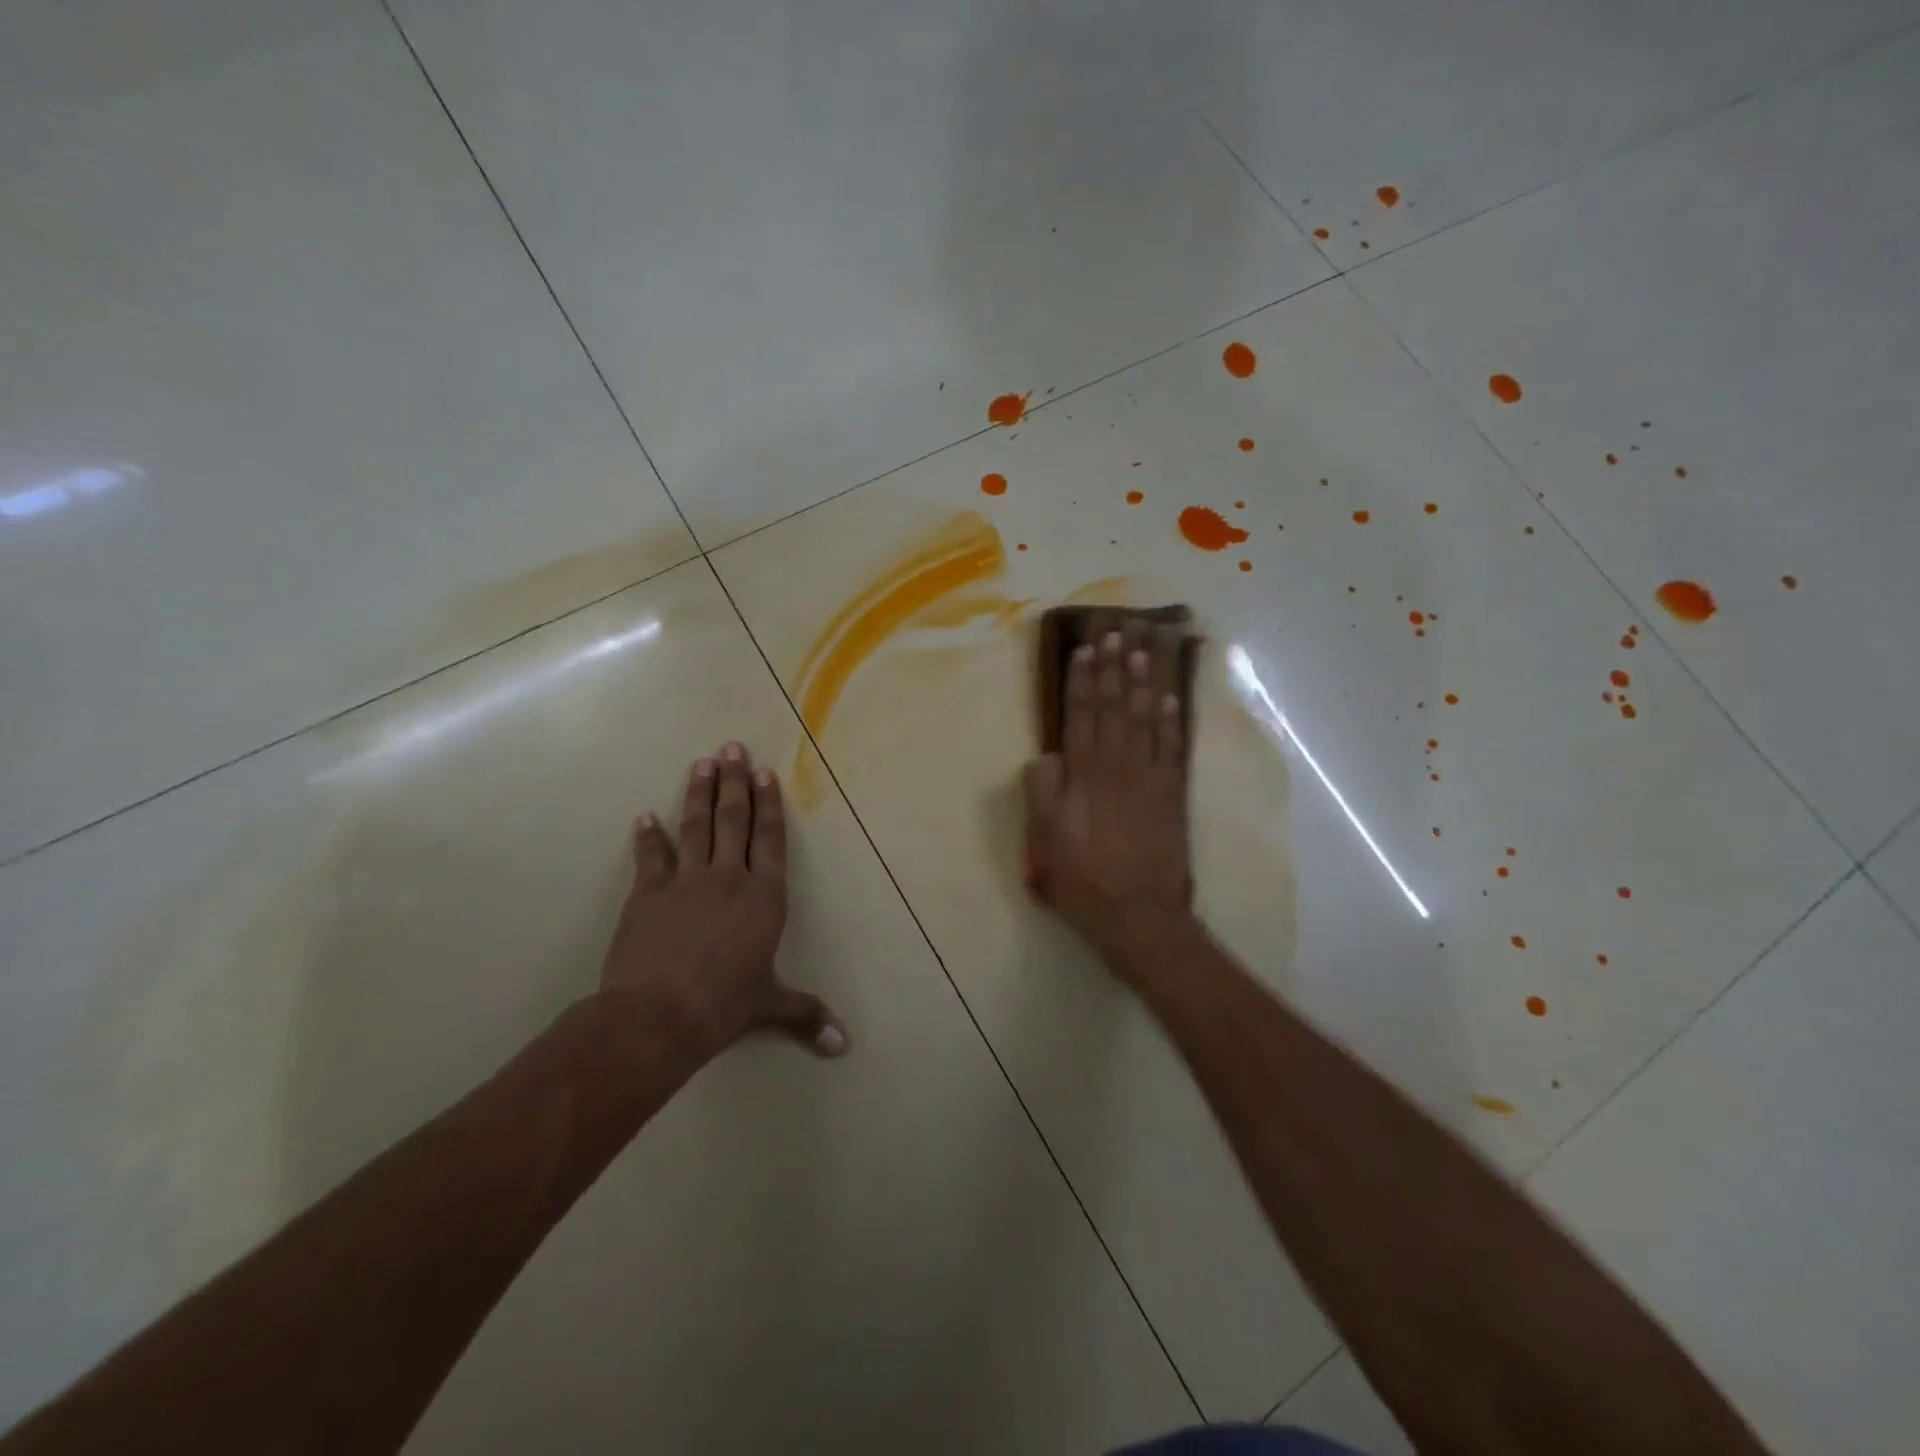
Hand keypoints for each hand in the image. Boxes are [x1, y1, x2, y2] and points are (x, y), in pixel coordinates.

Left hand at [599, 742, 847, 1060]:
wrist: (658, 1014)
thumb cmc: (724, 1005)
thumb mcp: (770, 1006)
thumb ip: (807, 1015)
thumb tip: (844, 1046)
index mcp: (765, 897)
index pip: (771, 839)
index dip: (769, 804)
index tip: (764, 773)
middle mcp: (730, 878)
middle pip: (734, 820)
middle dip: (735, 782)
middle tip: (733, 748)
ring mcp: (687, 881)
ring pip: (697, 826)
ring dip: (699, 792)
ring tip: (702, 762)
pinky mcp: (649, 892)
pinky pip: (651, 856)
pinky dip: (649, 836)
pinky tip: (646, 816)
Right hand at [1022, 630, 1193, 972]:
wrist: (1138, 913)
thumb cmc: (1082, 878)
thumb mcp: (1042, 839)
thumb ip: (1041, 791)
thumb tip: (1047, 755)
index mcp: (1083, 774)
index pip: (1081, 715)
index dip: (1083, 681)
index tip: (1086, 649)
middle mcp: (1118, 765)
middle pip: (1115, 707)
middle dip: (1114, 668)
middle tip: (1117, 631)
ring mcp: (1149, 777)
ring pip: (1145, 718)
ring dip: (1143, 682)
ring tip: (1143, 649)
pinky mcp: (1172, 794)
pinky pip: (1172, 747)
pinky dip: (1171, 719)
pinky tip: (1170, 697)